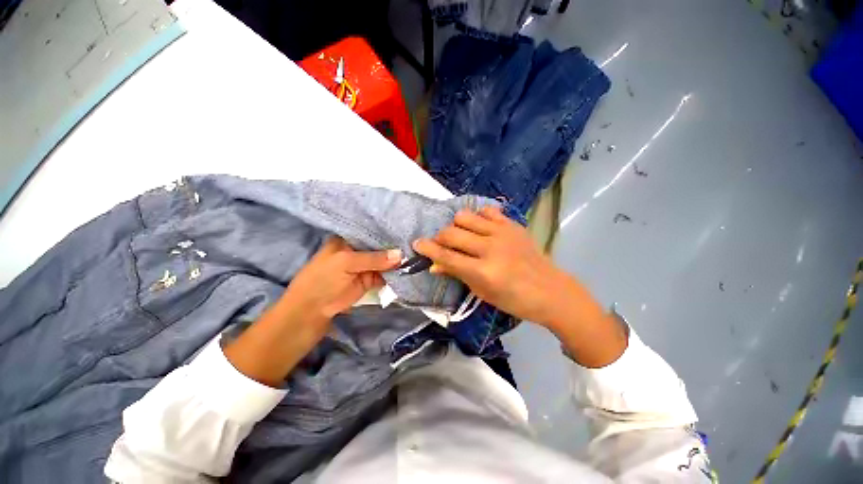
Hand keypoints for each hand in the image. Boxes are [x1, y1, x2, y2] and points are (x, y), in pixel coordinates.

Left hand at [224, 237, 400, 385]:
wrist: (312, 310)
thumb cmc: (323, 279)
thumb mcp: (347, 263)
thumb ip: (374, 258)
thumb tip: (401, 255)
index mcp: (348, 239)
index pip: (371, 231)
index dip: (386, 230)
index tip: (405, 227)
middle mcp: (359, 249)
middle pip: (381, 245)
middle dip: (395, 245)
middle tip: (415, 242)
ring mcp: (365, 265)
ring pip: (385, 260)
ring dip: (398, 260)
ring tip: (417, 253)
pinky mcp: (370, 279)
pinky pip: (386, 274)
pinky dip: (396, 273)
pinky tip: (409, 268)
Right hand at [413, 206, 568, 326]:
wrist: (550, 290)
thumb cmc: (514, 300)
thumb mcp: (482, 292)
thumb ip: (457, 274)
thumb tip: (434, 265)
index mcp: (484, 271)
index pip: (447, 256)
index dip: (428, 249)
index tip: (416, 244)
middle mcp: (491, 248)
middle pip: (452, 233)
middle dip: (439, 237)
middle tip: (440, 244)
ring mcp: (503, 233)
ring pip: (465, 217)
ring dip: (456, 225)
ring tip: (460, 235)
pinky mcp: (512, 225)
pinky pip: (486, 211)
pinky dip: (477, 217)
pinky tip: (479, 228)